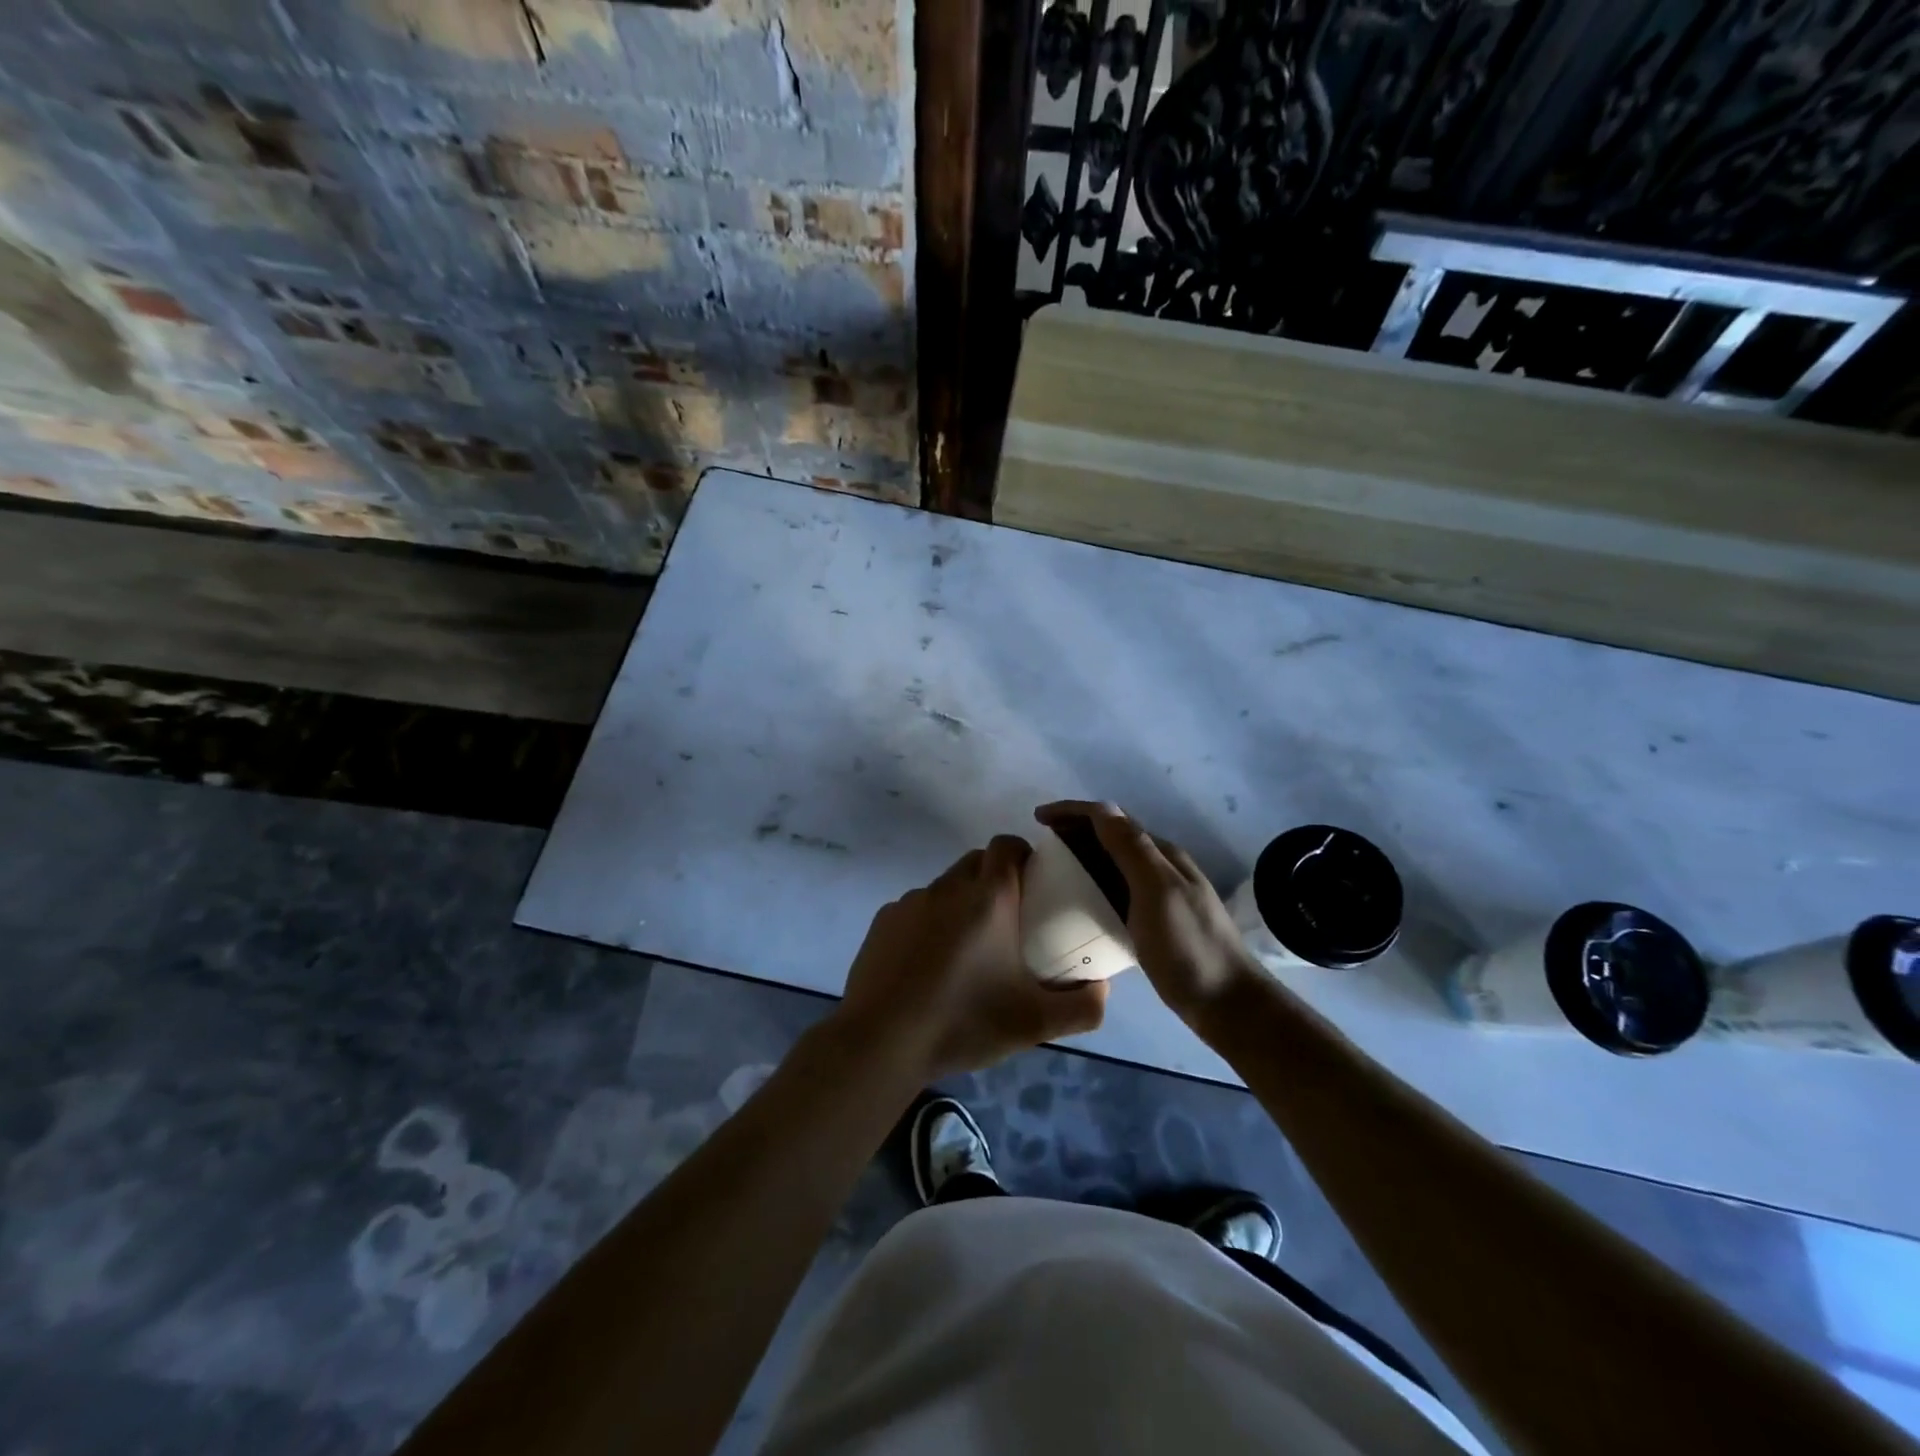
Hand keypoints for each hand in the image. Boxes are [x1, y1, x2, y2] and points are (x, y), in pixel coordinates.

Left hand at [834, 836, 1108, 1081]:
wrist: (881, 1042)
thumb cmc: (963, 1021)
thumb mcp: (1035, 1023)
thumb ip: (1083, 1007)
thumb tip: (1102, 988)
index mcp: (987, 896)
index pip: (1007, 845)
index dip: (1023, 855)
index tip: (1035, 885)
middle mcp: (947, 887)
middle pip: (977, 862)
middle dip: (995, 879)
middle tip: (1010, 921)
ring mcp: (909, 902)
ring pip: (945, 887)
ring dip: (961, 904)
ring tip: (968, 951)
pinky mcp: (883, 922)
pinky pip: (916, 910)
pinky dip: (929, 925)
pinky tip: (929, 967)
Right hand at [1035, 801, 1262, 1027]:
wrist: (1227, 1004)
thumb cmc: (1189, 946)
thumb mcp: (1158, 892)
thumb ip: (1131, 849)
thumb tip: (1101, 808)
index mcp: (1161, 855)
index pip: (1110, 819)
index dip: (1073, 812)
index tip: (1037, 819)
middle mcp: (1160, 867)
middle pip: (1110, 837)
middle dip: (1073, 831)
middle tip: (1039, 846)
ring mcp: (1159, 895)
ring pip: (1112, 864)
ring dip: (1081, 857)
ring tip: (1049, 869)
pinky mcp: (1154, 921)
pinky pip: (1115, 891)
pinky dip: (1092, 885)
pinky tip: (1077, 902)